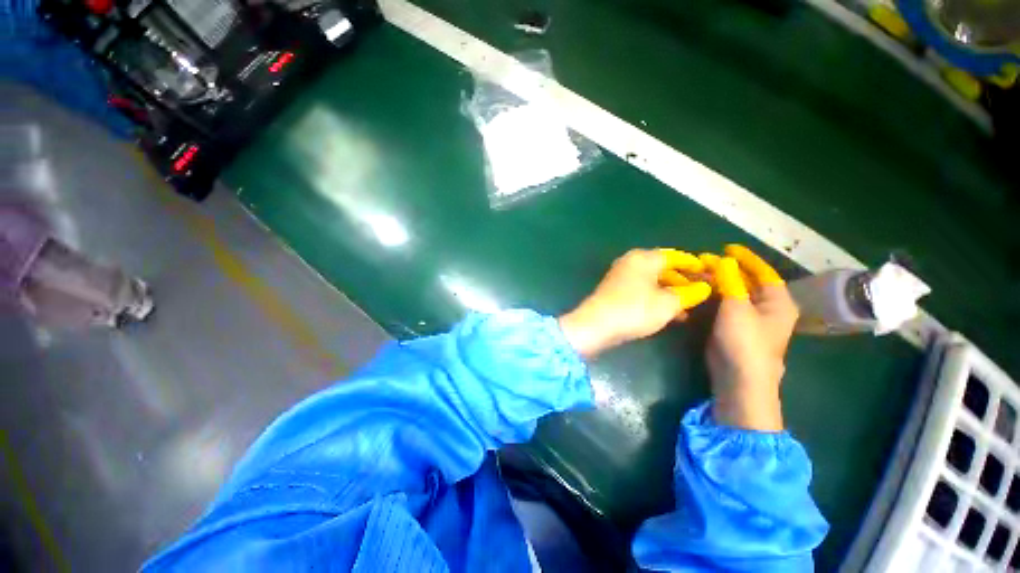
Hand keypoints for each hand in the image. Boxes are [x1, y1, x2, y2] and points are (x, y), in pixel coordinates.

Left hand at [559, 249, 711, 357]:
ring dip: (670, 293)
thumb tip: (704, 287)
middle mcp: (631, 262)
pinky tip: (667, 313)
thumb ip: (689, 293)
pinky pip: (641, 289)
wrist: (596, 324)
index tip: (710, 274)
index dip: (694, 265)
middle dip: (682, 281)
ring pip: (652, 281)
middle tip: (701, 294)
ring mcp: (620, 275)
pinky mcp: (614, 290)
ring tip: (687, 309)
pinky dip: (655, 297)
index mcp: (644, 258)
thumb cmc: (635, 309)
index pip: (675, 256)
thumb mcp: (668, 303)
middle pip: (663, 268)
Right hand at [702, 245, 797, 430]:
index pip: (764, 272)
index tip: (728, 247)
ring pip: (733, 294)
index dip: (747, 258)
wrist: (738, 378)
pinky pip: (723, 306)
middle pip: (746, 282)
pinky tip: (698, 292)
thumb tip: (723, 260)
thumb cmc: (745, 341)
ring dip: (716, 283)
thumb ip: (730, 282)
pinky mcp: (733, 329)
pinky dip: (712, 297)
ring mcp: (749, 320)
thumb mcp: (737, 307)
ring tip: (697, 273)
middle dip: (726, 270)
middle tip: (705, 261)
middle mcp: (766, 309)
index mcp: (778, 302)